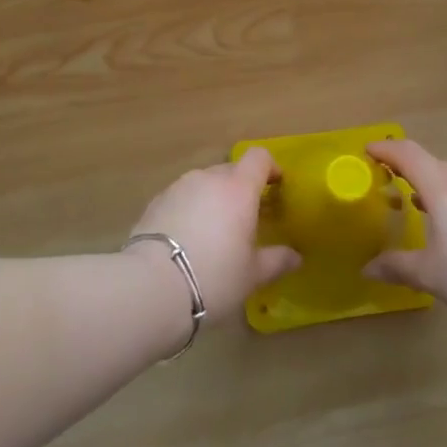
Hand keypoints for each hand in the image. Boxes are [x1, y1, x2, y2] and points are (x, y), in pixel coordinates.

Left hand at [128, 149, 300, 324]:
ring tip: (213, 232)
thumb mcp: (252, 275)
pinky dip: (189, 210)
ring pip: (203, 184)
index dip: (270, 168)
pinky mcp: (154, 202)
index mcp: (238, 188)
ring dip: (213, 199)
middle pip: (231, 171)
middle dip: (241, 189)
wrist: (150, 287)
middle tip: (246, 219)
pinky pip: (181, 198)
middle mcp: (208, 178)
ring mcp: (178, 187)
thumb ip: (277, 260)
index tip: (275, 187)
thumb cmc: (214, 277)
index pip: (259, 158)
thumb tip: (296, 256)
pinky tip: (186, 240)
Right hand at [363, 139, 446, 334]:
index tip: (368, 151)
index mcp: (444, 188)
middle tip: (390, 185)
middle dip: (409, 171)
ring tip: (421, 208)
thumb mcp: (431, 275)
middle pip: (433, 165)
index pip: (409, 154)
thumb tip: (368, 269)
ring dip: (435, 188)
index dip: (386, 150)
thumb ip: (397, 267)